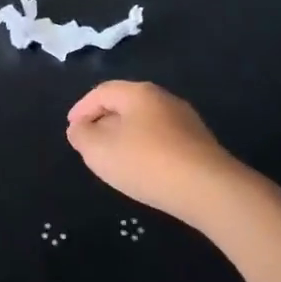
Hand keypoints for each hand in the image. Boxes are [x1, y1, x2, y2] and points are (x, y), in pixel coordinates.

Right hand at [66, 80, 243, 228]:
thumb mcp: (99, 150)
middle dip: (103, 121)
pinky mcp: (199, 143)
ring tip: (114, 157)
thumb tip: (79, 128)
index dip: (82, 108)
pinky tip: (142, 168)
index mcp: (138, 93)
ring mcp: (185, 120)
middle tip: (90, 142)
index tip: (72, 128)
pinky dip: (145, 148)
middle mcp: (164, 99)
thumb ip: (81, 136)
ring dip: (125, 136)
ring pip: (145, 122)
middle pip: (125, 104)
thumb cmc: (145, 162)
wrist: (208, 189)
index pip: (102, 92)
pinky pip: (162, 139)